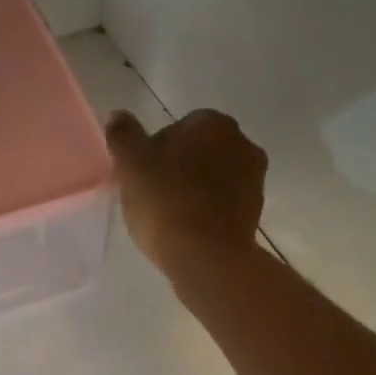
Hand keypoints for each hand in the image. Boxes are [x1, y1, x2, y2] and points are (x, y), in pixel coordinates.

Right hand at [106, 109, 266, 278]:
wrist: (207, 258)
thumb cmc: (166, 203)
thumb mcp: (132, 165)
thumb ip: (124, 136)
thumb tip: (119, 116)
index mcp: (212, 123)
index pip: (176, 129)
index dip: (154, 153)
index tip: (141, 179)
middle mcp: (241, 142)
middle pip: (198, 153)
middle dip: (179, 170)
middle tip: (153, 199)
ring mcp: (254, 179)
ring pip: (213, 179)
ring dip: (195, 192)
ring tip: (171, 219)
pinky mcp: (256, 213)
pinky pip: (224, 205)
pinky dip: (209, 213)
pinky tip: (190, 232)